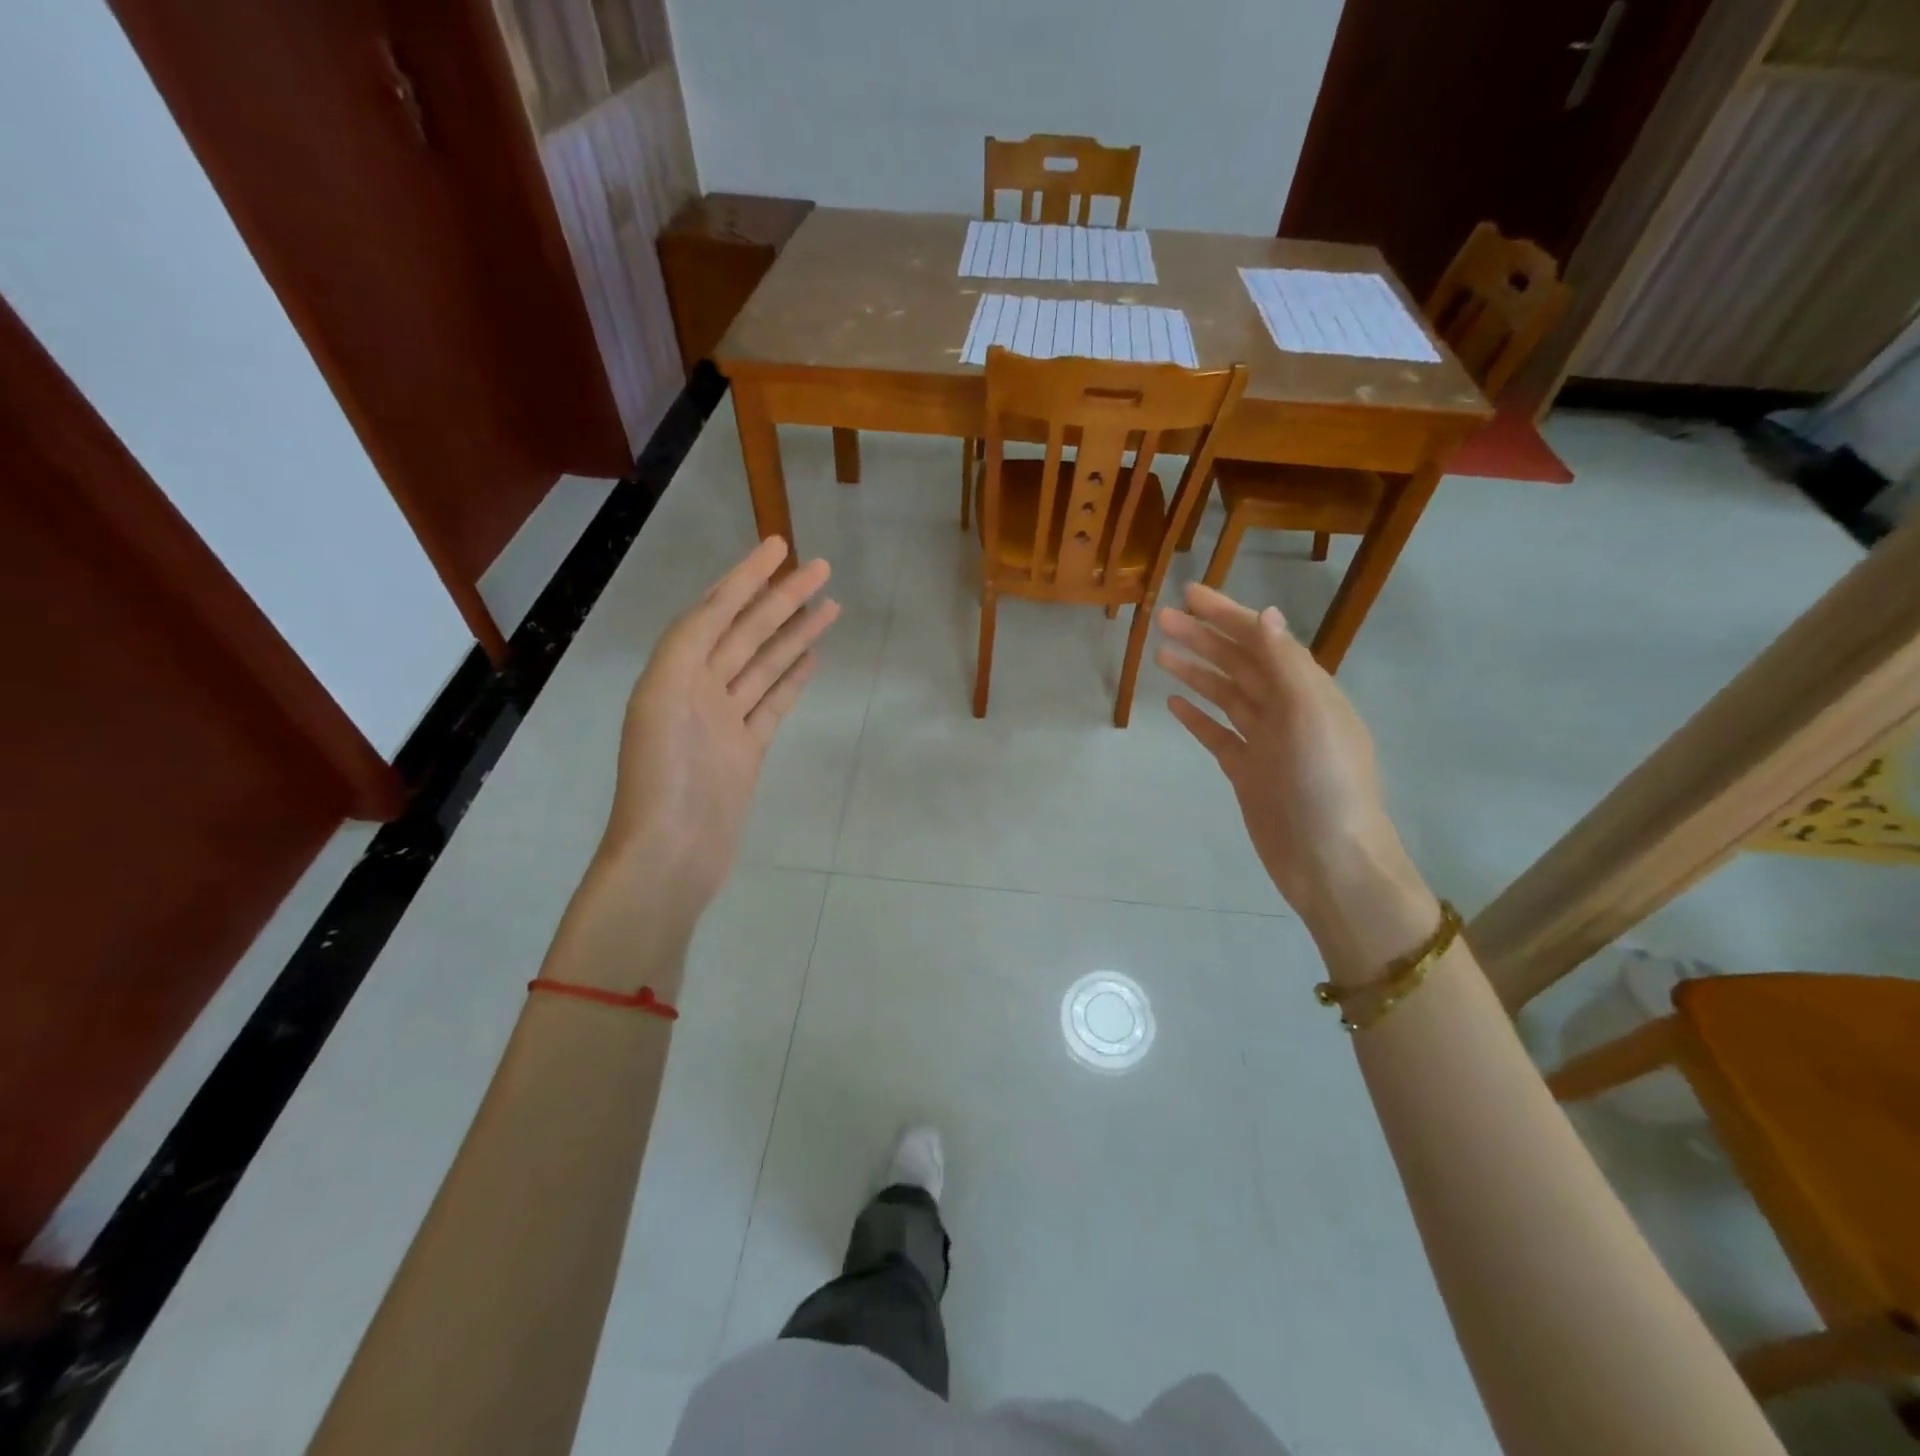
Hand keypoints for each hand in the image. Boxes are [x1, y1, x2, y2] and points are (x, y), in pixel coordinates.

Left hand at [601, 538, 838, 914]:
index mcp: (675, 670)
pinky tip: (812, 656)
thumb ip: (689, 643)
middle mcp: (699, 687)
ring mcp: (725, 719)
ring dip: (794, 633)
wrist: (671, 852)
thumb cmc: (663, 775)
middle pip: (747, 632)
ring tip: (829, 605)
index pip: (715, 610)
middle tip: (821, 568)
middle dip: (782, 598)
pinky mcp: (747, 748)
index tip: (778, 547)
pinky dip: (792, 678)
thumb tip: (720, 600)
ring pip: (765, 663)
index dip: (745, 576)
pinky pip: (773, 702)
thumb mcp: (663, 695)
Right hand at [1155, 583, 1423, 936]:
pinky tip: (1174, 705)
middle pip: (1239, 664)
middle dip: (1204, 638)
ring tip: (1161, 654)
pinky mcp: (1249, 772)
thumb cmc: (1325, 785)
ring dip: (1197, 672)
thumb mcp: (1311, 716)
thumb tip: (1266, 614)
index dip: (1227, 615)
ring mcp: (1266, 742)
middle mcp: (1287, 710)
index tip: (1190, 595)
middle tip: (1162, 619)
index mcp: (1308, 691)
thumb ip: (1286, 665)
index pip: (1262, 641)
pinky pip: (1219, 735)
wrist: (1330, 862)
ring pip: (1226, 696)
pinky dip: (1198, 718)